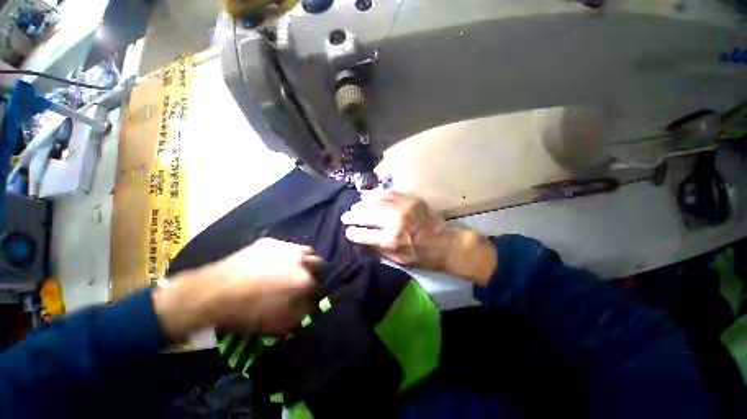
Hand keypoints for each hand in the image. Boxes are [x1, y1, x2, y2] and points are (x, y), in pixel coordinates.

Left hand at [154, 238, 320, 340]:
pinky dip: (285, 255)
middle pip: (318, 262)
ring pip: (304, 251)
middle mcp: (300, 259)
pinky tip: (272, 264)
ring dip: (304, 260)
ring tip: (291, 269)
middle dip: (315, 272)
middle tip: (303, 281)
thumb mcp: (281, 322)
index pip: (320, 283)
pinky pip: (285, 247)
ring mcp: (285, 247)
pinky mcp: (269, 242)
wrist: (214, 292)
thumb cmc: (249, 311)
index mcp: (304, 279)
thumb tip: (313, 303)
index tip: (309, 296)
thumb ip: (304, 311)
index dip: (315, 291)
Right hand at [341, 191, 496, 284]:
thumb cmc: (423, 256)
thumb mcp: (399, 260)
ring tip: (356, 206)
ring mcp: (403, 208)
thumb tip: (365, 238)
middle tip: (346, 216)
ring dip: (363, 204)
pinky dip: (378, 195)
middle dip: (353, 215)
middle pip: (367, 215)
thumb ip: (380, 248)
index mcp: (391, 240)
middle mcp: (395, 221)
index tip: (348, 231)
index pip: (364, 234)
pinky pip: (390, 193)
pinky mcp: (411, 200)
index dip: (353, 233)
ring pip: (376, 201)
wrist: (447, 244)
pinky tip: (371, 197)